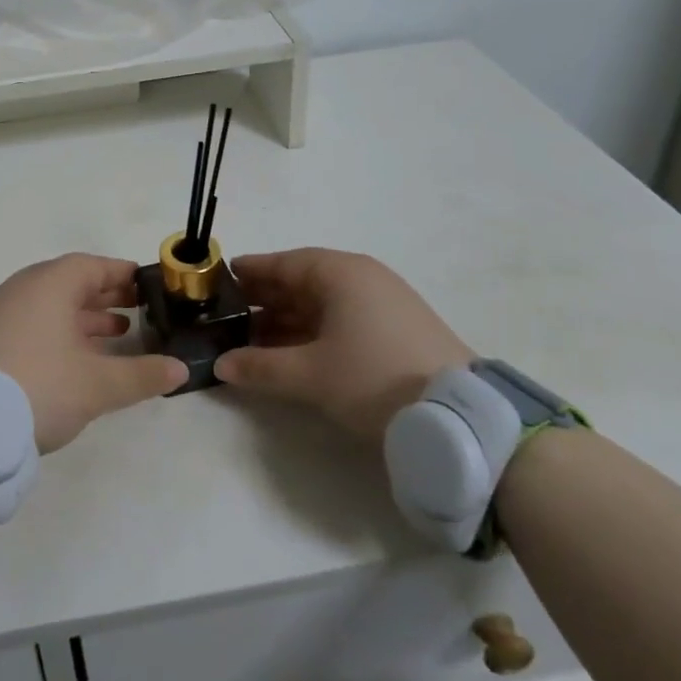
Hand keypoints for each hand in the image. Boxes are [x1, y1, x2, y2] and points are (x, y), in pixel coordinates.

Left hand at [0, 254, 188, 452]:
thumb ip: (141, 374)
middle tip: (143, 310)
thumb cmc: (39, 385)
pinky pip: (38, 323)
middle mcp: (26, 288)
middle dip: (109, 296)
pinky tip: (82, 358)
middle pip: (74, 283)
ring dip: (88, 317)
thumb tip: (181, 369)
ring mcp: (6, 313)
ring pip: (56, 306)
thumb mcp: (97, 384)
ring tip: (121, 334)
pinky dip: (65, 332)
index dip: (124, 274)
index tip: (150, 286)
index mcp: (51, 282)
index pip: (94, 266)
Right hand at [213, 249, 473, 442]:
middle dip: (266, 298)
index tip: (222, 278)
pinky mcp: (397, 329)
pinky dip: (313, 332)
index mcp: (340, 273)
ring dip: (288, 319)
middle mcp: (361, 278)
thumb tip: (221, 364)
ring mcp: (383, 303)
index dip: (252, 271)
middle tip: (230, 313)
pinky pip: (342, 319)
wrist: (459, 417)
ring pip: (322, 303)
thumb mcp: (311, 374)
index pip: (284, 263)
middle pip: (303, 281)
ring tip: (253, 339)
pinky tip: (293, 352)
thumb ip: (261, 367)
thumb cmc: (374, 377)